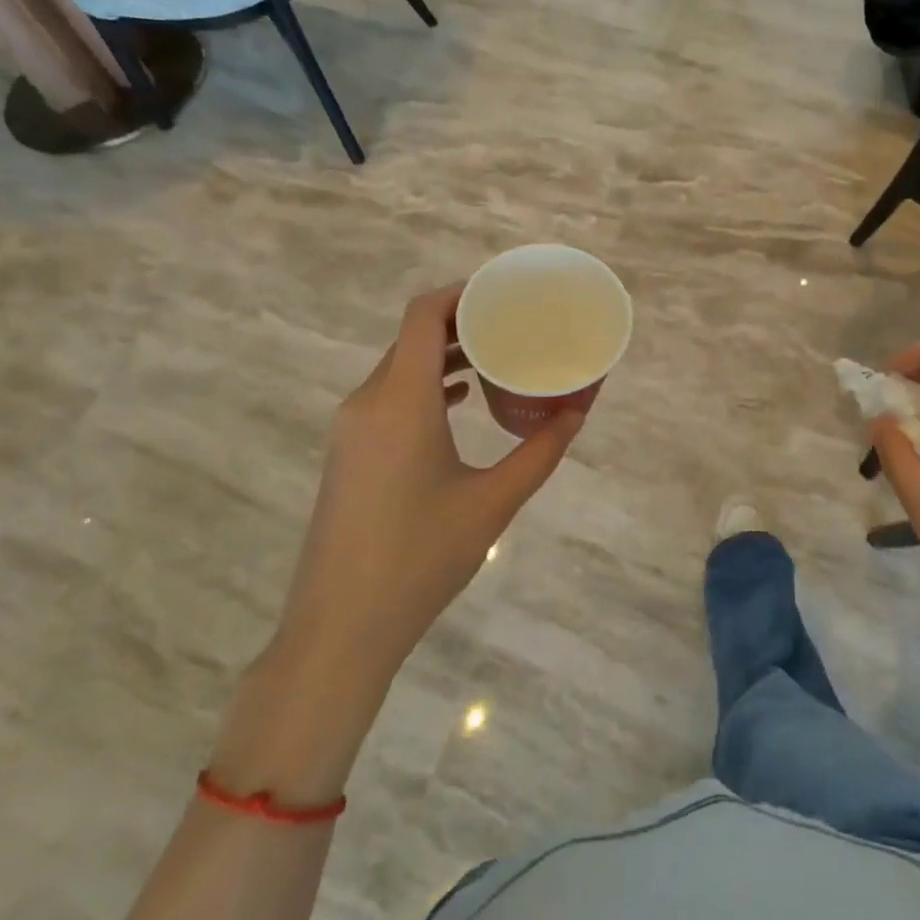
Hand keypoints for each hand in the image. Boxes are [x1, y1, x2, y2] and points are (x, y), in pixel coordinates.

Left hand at [273, 285, 585, 686]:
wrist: (340, 628)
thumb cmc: (421, 557)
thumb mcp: (493, 502)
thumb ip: (541, 452)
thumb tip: (579, 412)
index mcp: (401, 400)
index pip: (422, 315)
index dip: (460, 292)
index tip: (502, 292)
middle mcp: (368, 401)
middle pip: (412, 336)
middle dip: (461, 323)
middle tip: (512, 325)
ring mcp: (352, 428)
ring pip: (399, 367)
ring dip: (443, 355)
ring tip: (495, 358)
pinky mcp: (349, 452)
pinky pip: (389, 396)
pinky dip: (425, 385)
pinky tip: (460, 401)